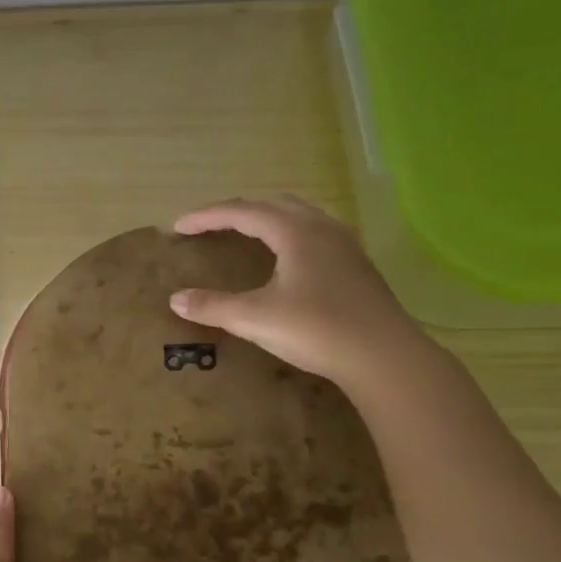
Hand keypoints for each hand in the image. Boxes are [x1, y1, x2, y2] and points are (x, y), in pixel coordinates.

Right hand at [168, 197, 423, 390]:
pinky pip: (314, 234)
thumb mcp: (256, 319)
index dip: (207, 217)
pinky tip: (285, 259)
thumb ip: (213, 306)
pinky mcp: (356, 265)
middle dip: (237, 212)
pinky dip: (287, 235)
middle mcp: (321, 228)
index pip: (242, 211)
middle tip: (211, 227)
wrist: (384, 357)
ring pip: (298, 216)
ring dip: (266, 220)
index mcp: (295, 232)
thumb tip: (176, 300)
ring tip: (245, 235)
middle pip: (272, 205)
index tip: (179, 227)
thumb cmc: (317, 330)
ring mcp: (343, 245)